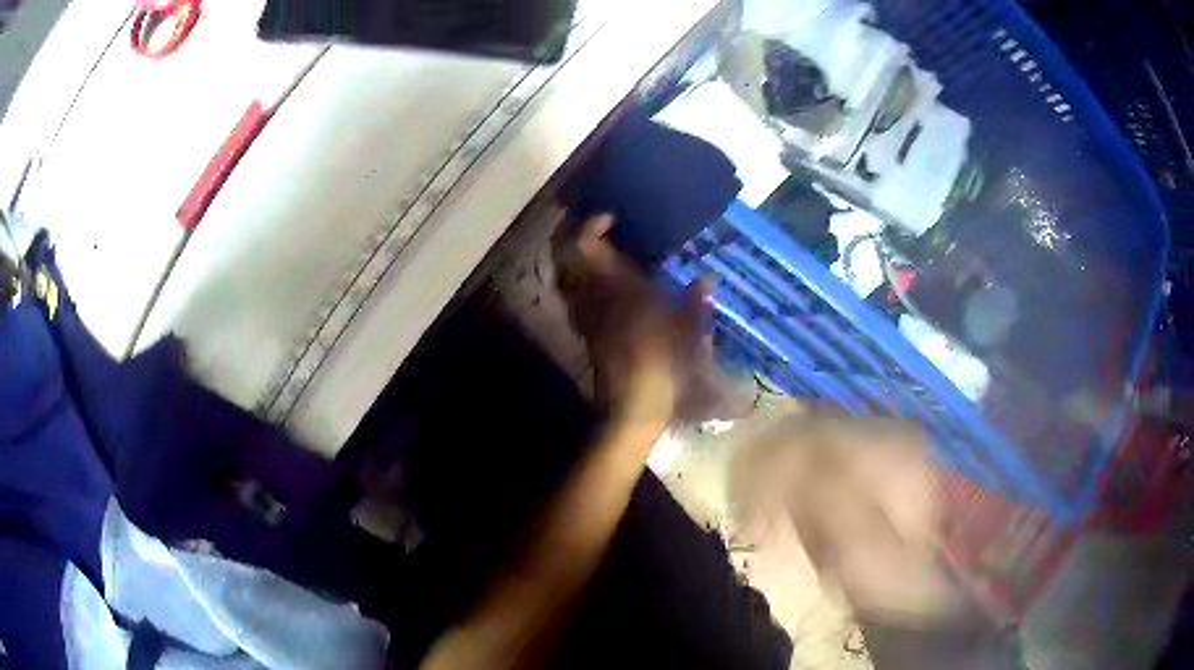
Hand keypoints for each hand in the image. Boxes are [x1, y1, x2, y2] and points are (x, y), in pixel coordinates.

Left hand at [555, 214, 708, 426]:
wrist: (635, 403)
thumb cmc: (664, 360)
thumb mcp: (689, 327)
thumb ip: (696, 299)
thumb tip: (707, 277)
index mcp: (614, 285)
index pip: (585, 244)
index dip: (592, 224)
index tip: (610, 217)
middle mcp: (591, 295)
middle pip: (565, 256)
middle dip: (576, 239)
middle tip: (600, 232)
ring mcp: (583, 315)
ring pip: (565, 277)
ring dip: (576, 261)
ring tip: (601, 256)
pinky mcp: (584, 333)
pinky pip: (573, 297)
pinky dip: (580, 283)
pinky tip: (604, 288)